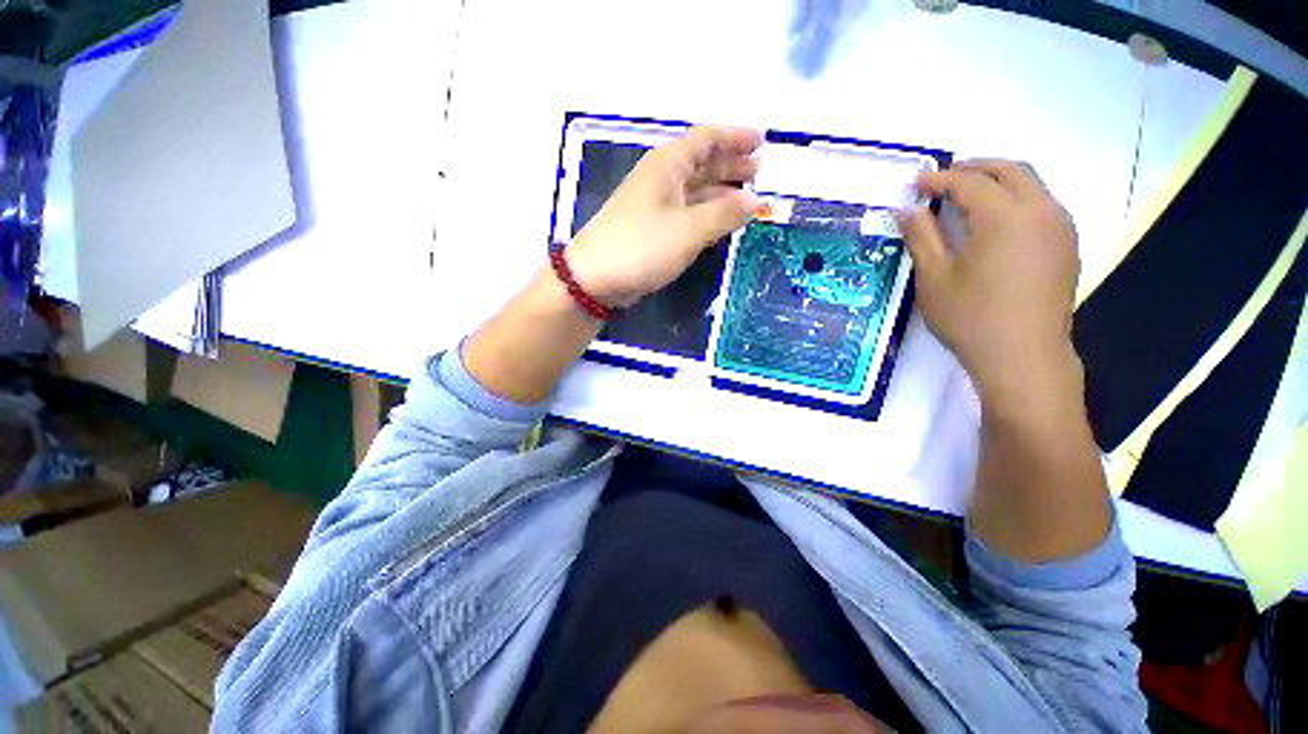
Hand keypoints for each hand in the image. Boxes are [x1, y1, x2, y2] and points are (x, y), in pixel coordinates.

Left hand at [566, 126, 761, 307]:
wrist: (596, 278)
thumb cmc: (642, 246)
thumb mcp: (689, 229)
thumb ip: (724, 214)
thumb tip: (754, 201)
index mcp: (668, 165)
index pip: (706, 139)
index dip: (735, 137)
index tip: (761, 141)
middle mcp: (661, 179)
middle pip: (701, 163)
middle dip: (730, 164)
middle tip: (758, 170)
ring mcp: (654, 205)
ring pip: (693, 189)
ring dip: (719, 190)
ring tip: (746, 195)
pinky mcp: (652, 229)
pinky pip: (685, 212)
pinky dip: (705, 213)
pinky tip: (718, 220)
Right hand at [902, 161, 1081, 408]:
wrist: (1023, 357)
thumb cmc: (971, 318)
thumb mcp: (934, 278)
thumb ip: (921, 238)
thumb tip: (907, 210)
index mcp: (1005, 217)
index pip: (970, 183)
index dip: (939, 179)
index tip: (915, 183)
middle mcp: (1041, 211)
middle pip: (1010, 171)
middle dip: (975, 168)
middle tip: (943, 178)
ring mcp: (1060, 228)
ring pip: (1032, 184)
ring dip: (998, 180)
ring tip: (967, 193)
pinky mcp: (1067, 246)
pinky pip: (1042, 205)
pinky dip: (1016, 198)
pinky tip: (994, 219)